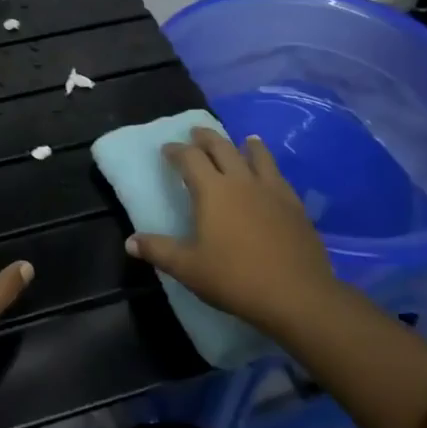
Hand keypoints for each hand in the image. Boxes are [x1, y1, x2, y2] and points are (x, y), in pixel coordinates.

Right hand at [126, 128, 340, 333]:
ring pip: (257, 156)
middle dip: (206, 138)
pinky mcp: (294, 204)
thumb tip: (130, 241)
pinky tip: (271, 173)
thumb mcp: (188, 268)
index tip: (168, 148)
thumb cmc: (235, 278)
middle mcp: (241, 181)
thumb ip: (159, 250)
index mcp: (212, 191)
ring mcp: (272, 190)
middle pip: (222, 148)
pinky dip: (269, 165)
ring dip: (245, 145)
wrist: (297, 294)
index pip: (190, 159)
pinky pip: (278, 175)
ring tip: (243, 140)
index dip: (177, 151)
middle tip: (197, 133)